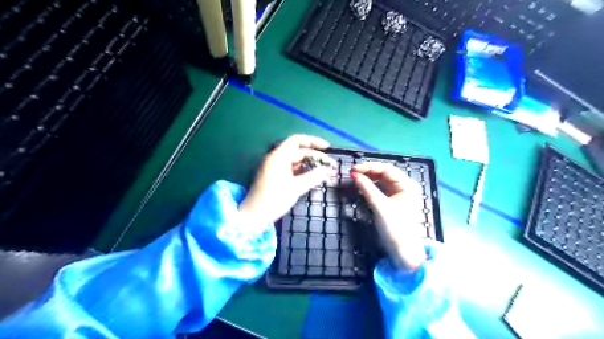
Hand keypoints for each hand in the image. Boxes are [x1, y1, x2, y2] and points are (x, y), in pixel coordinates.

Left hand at [240, 133, 334, 224]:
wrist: (254, 216)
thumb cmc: (274, 200)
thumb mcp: (296, 188)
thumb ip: (313, 176)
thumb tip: (328, 169)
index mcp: (278, 157)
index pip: (297, 140)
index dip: (313, 141)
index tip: (327, 148)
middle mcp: (276, 158)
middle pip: (298, 151)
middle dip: (315, 157)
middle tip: (331, 166)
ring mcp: (275, 167)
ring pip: (296, 161)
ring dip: (311, 165)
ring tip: (326, 172)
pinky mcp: (275, 175)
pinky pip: (292, 168)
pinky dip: (303, 171)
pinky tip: (314, 177)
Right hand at [352, 162, 426, 269]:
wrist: (403, 252)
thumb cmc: (395, 228)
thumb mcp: (380, 207)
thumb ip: (367, 188)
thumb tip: (354, 175)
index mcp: (407, 185)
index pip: (387, 169)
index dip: (369, 167)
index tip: (353, 169)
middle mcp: (404, 187)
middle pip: (383, 174)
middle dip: (367, 172)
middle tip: (351, 173)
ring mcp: (398, 194)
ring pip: (380, 181)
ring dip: (367, 179)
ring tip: (353, 179)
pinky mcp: (392, 201)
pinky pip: (379, 189)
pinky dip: (369, 187)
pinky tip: (360, 187)